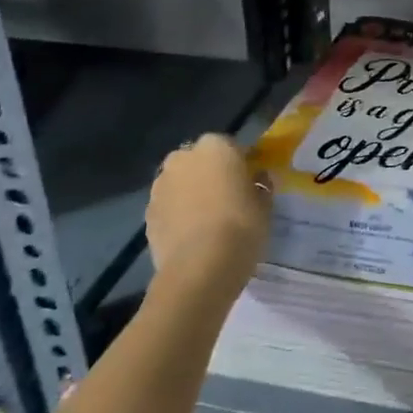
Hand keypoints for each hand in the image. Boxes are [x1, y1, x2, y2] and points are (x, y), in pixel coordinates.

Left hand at [145, 135, 270, 288]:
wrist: (200, 267)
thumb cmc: (241, 225)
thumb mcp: (265, 203)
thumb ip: (260, 184)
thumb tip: (258, 178)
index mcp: (215, 147)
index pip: (230, 146)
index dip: (240, 163)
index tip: (249, 181)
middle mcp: (183, 158)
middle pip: (198, 161)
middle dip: (209, 173)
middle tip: (227, 197)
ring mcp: (160, 186)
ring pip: (179, 183)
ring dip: (190, 193)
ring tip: (207, 219)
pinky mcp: (147, 215)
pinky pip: (168, 207)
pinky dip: (177, 215)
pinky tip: (192, 235)